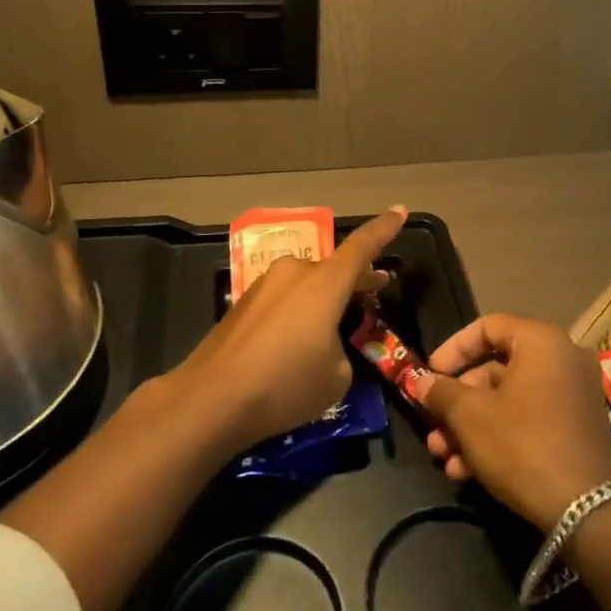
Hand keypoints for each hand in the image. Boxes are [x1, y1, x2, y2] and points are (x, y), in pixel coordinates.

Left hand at [171, 206, 406, 456]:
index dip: (385, 228)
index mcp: (325, 282)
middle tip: (376, 287)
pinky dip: (296, 314)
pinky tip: (292, 348)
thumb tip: (325, 347)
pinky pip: (282, 301)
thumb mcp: (336, 377)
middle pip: (333, 269)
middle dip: (355, 279)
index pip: (363, 246)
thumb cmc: (285, 385)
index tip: (400, 210)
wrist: (210, 400)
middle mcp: (295, 273)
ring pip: (305, 285)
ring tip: (331, 330)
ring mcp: (264, 286)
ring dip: (322, 299)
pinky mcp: (241, 305)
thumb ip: (341, 351)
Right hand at [410, 314, 610, 531]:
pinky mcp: (577, 430)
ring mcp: (574, 396)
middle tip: (433, 427)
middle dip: (458, 403)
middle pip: (496, 370)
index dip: (453, 349)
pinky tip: (467, 472)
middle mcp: (563, 360)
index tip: (430, 374)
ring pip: (510, 401)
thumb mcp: (471, 416)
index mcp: (542, 342)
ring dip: (471, 427)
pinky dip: (499, 438)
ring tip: (444, 458)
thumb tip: (421, 382)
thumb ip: (442, 392)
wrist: (587, 510)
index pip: (488, 327)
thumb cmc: (522, 444)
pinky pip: (530, 420)